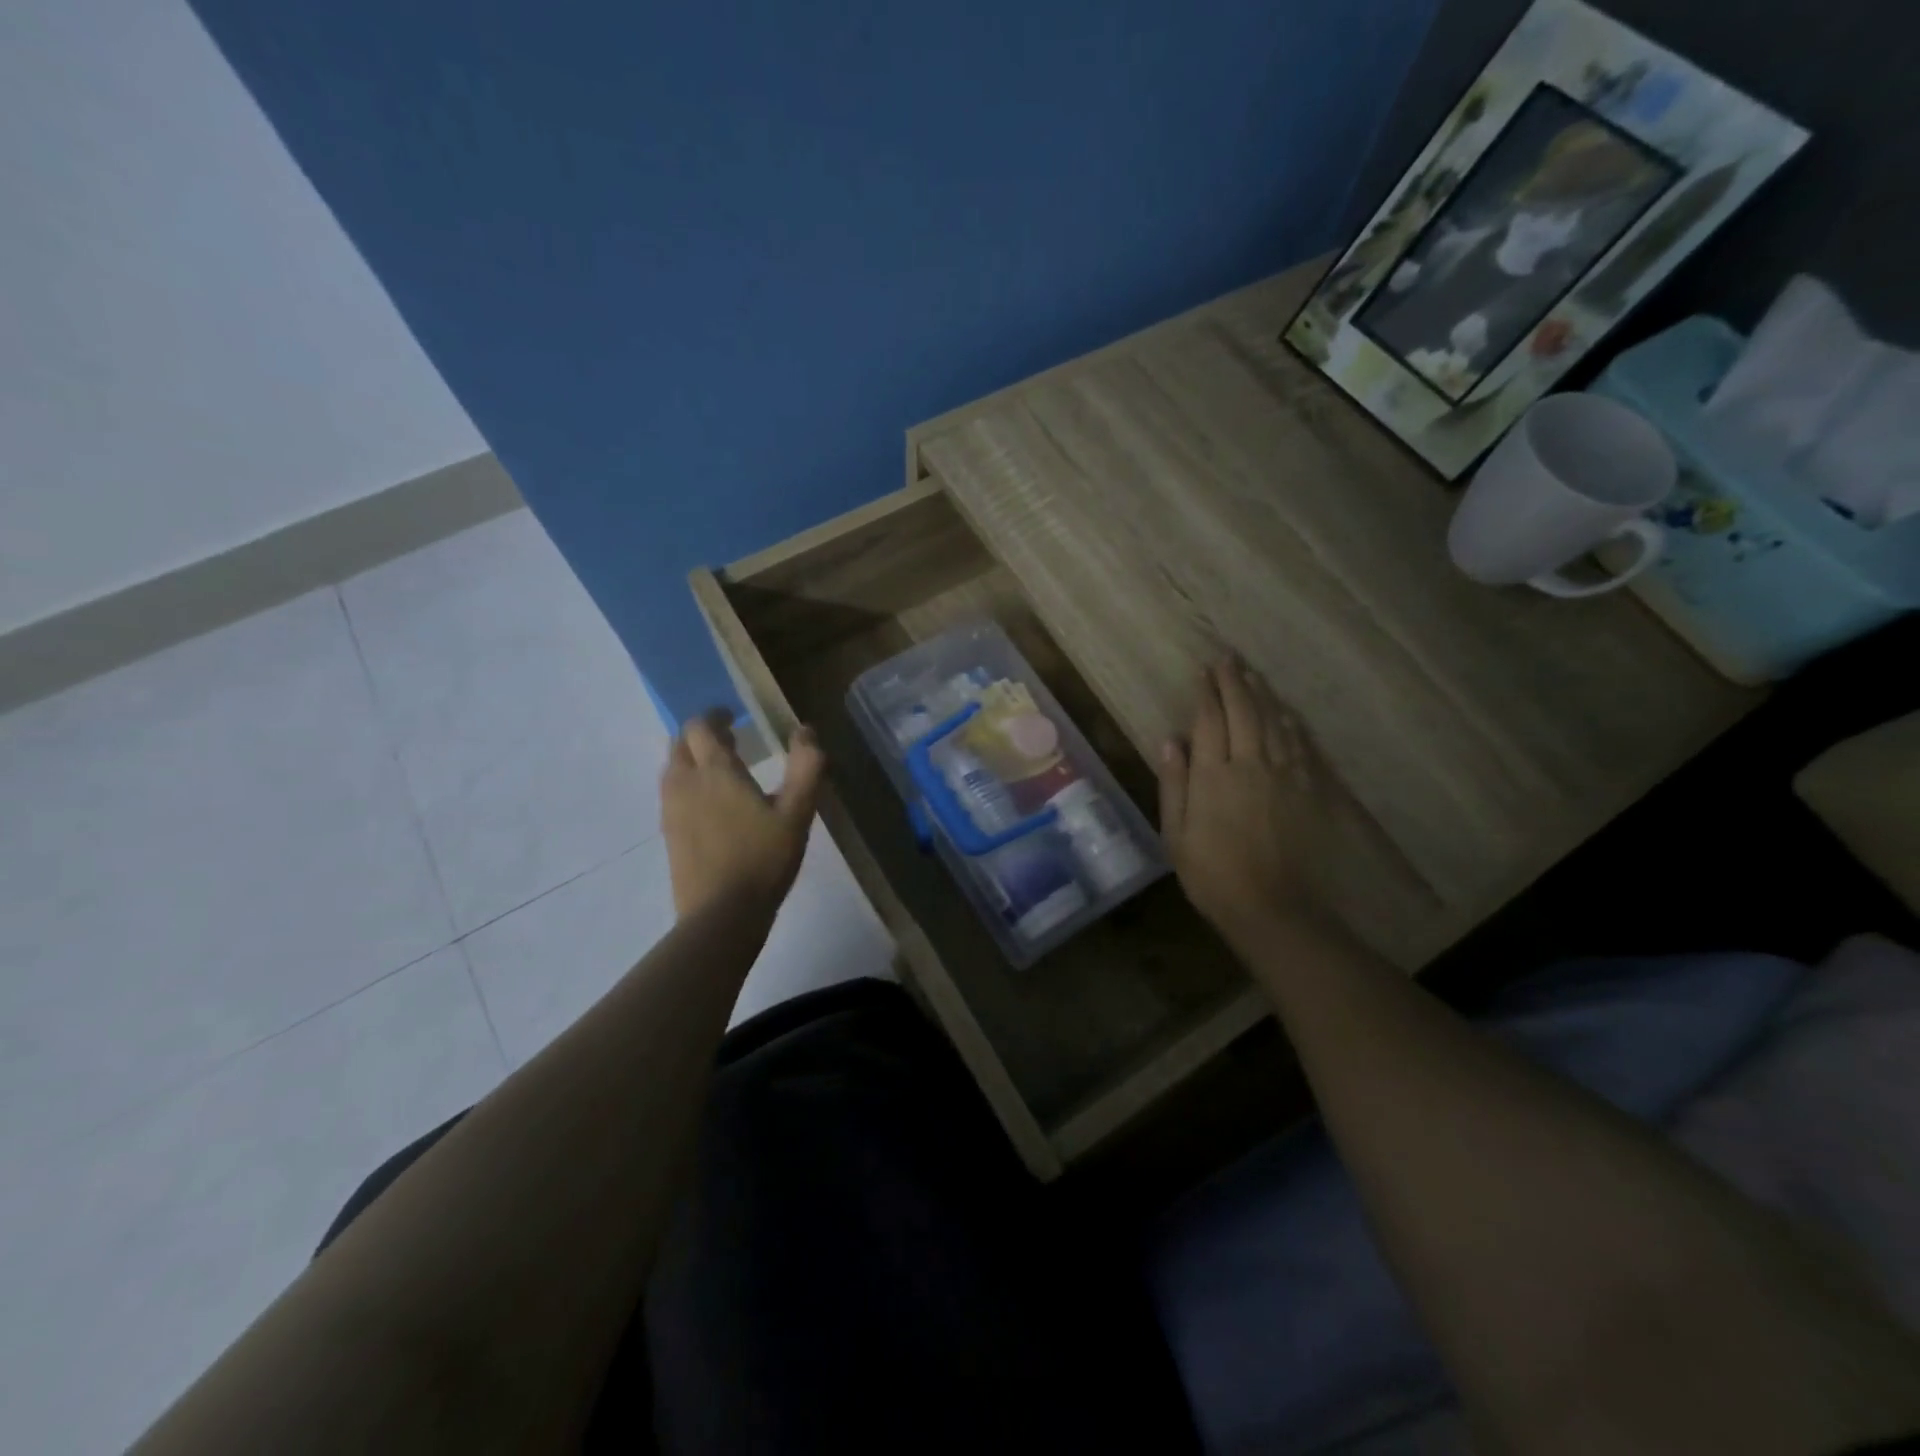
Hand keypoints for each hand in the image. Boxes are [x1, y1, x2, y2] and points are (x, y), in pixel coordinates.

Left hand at [661, 712, 825, 919]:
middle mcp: (685, 783)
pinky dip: (687, 785)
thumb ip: (806, 767)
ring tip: (719, 771)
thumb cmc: (763, 859)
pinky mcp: (668, 835)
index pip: (701, 726)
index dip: (715, 715)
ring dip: (691, 759)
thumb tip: (805, 730)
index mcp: (715, 771)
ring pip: (672, 769)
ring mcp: (671, 810)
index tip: (733, 716)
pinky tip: (710, 806)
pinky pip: (672, 795)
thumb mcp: (797, 813)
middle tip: (729, 741)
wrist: (721, 914)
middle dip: (701, 735)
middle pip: (680, 744)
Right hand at [1157, 660, 1331, 951]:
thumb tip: (1170, 740)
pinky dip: (1290, 723)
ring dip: (1262, 695)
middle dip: (1234, 682)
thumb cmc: (1212, 875)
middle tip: (1227, 660)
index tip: (1203, 672)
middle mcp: (1250, 764)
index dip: (1206, 693)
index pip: (1210, 721)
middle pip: (1244, 711)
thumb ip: (1174, 783)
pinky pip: (1299, 745)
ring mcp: (1283, 776)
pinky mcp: (1307, 790)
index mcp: (1213, 775)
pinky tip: (1286, 713)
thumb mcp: (1175, 834)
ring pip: (1274, 722)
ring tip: (1253, 675)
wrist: (1273, 907)